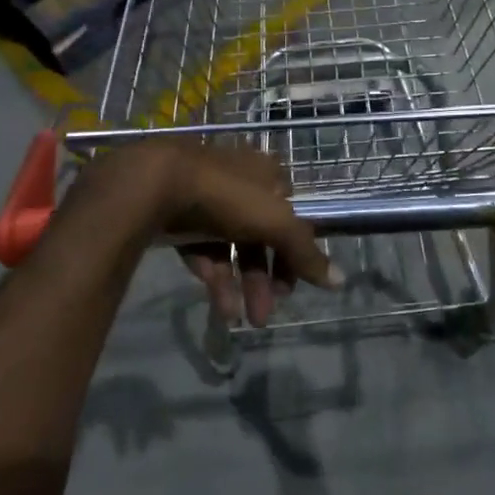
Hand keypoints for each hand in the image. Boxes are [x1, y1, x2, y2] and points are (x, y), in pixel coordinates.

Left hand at [75, 140, 341, 326]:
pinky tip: (219, 307)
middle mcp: (239, 183)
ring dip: (241, 284)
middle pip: (261, 236)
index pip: (291, 215)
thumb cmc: (225, 196)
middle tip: (266, 314)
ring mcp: (206, 200)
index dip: (295, 250)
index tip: (294, 285)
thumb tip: (341, 281)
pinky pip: (202, 252)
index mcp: (266, 173)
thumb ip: (306, 252)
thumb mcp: (275, 222)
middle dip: (266, 277)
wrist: (153, 185)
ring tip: (240, 320)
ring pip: (231, 247)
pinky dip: (213, 278)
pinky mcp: (178, 218)